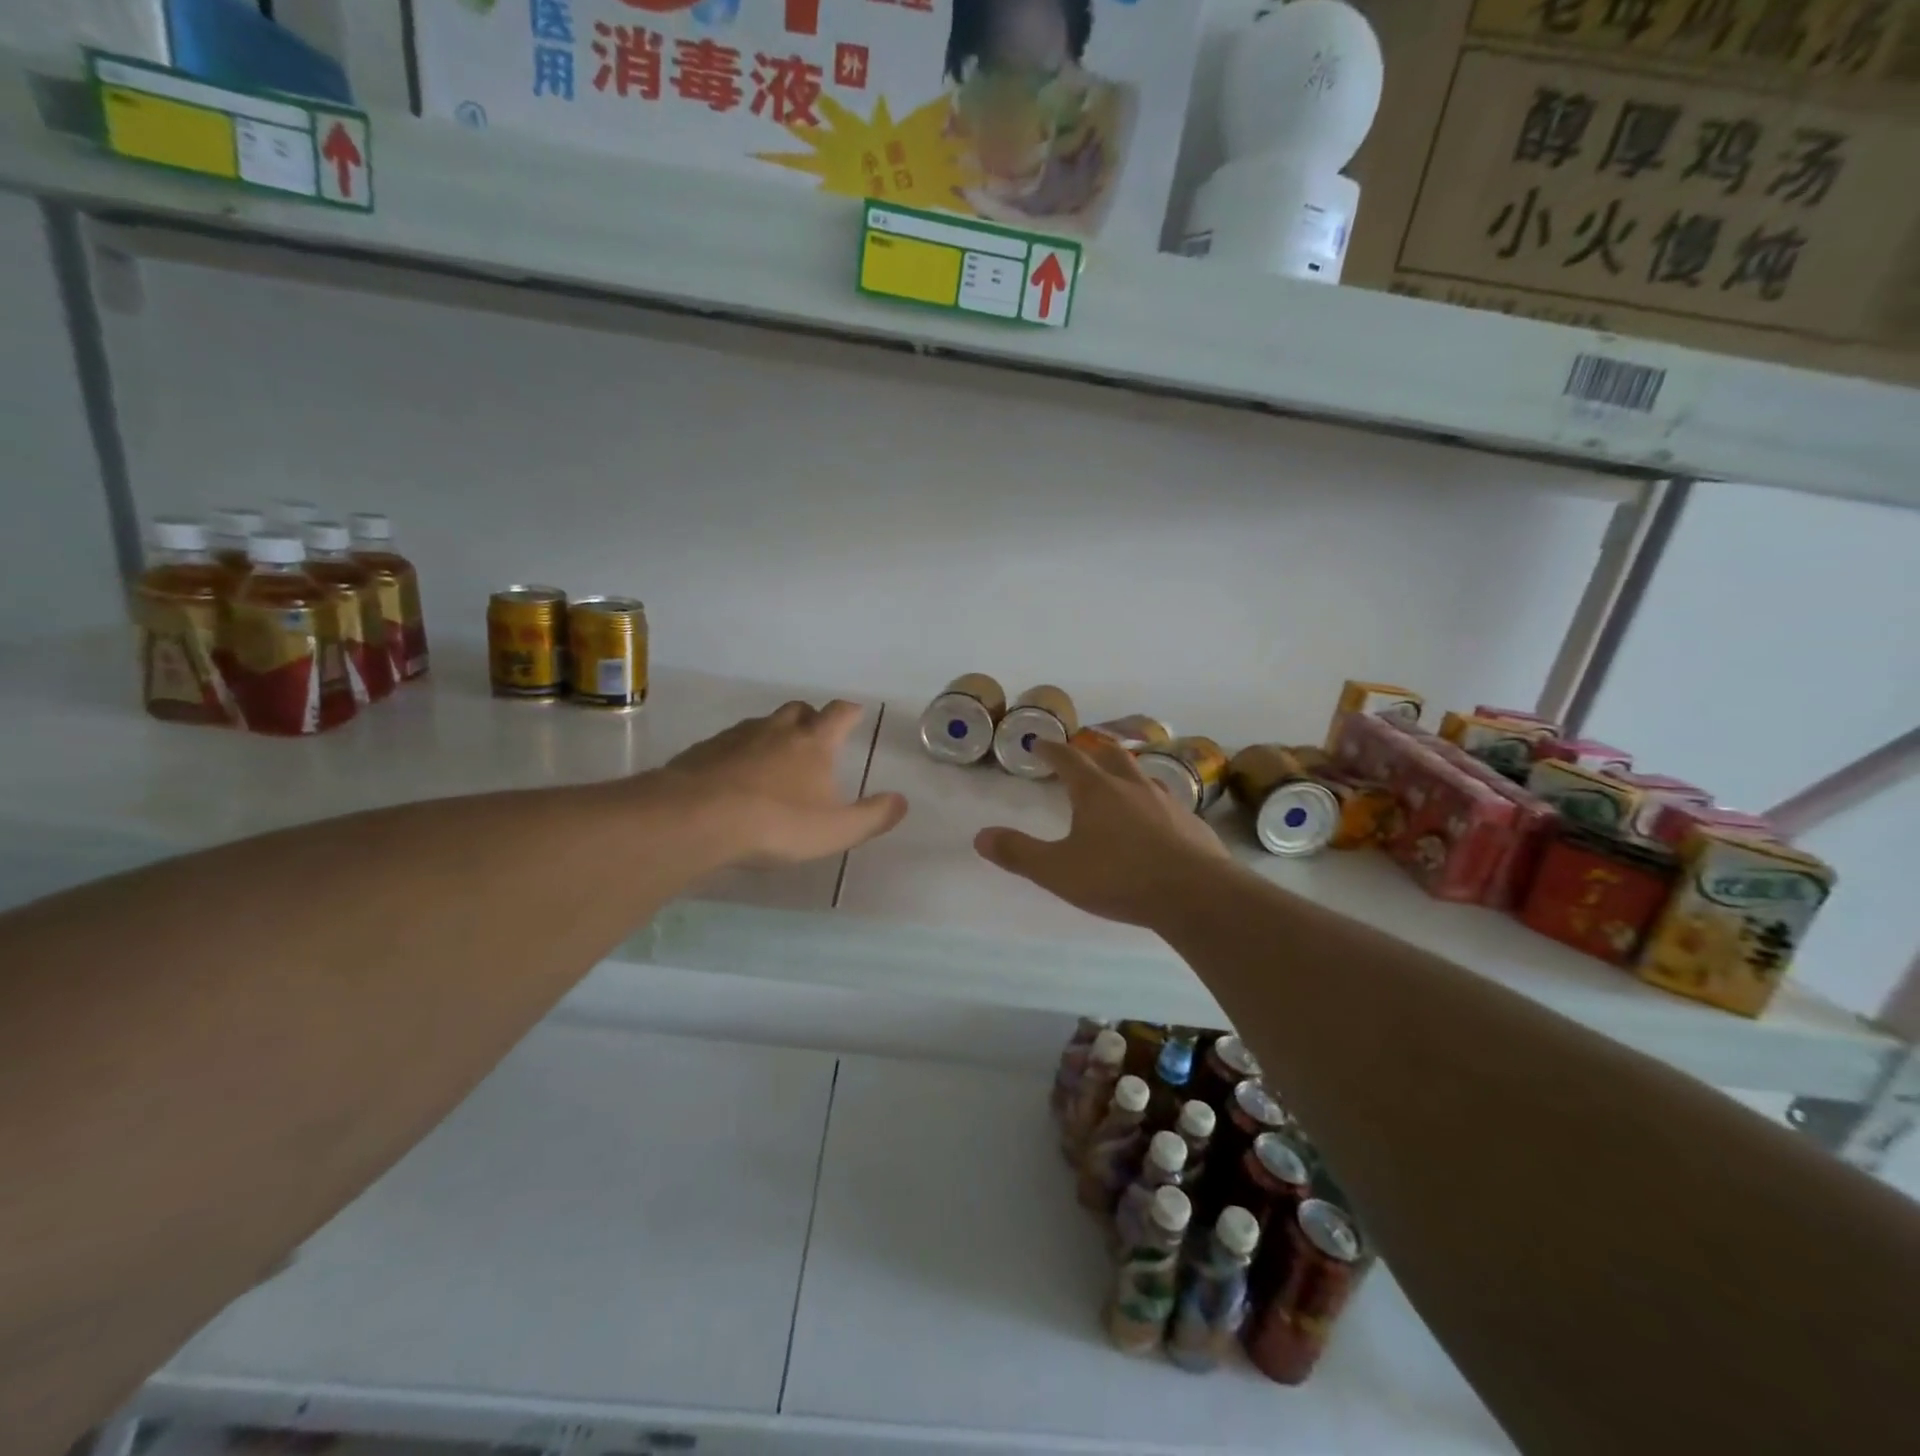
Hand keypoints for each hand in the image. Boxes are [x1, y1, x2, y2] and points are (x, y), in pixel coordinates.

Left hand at [660, 701, 906, 865]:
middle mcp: (777, 730)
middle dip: (811, 718)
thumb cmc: (776, 823)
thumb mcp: (835, 830)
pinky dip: (740, 753)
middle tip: (815, 738)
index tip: (856, 713)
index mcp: (814, 743)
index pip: (839, 714)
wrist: (696, 818)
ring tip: (775, 761)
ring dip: (774, 735)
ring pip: (762, 725)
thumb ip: (872, 817)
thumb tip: (902, 801)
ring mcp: (737, 737)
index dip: (850, 712)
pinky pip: (730, 744)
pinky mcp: (704, 751)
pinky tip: (736, 779)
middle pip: (799, 710)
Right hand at [974, 736, 1228, 928]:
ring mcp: (1166, 802)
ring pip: (1143, 776)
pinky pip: (1167, 803)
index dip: (1051, 750)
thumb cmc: (1119, 878)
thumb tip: (980, 836)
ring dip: (1126, 773)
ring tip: (1119, 782)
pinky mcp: (1191, 824)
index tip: (1039, 743)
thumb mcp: (1058, 871)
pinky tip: (1155, 821)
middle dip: (1092, 751)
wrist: (1194, 894)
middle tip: (1081, 753)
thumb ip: (1019, 853)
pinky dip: (1152, 803)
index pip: (1068, 759)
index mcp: (1096, 791)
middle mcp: (1132, 787)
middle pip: (1111, 755)